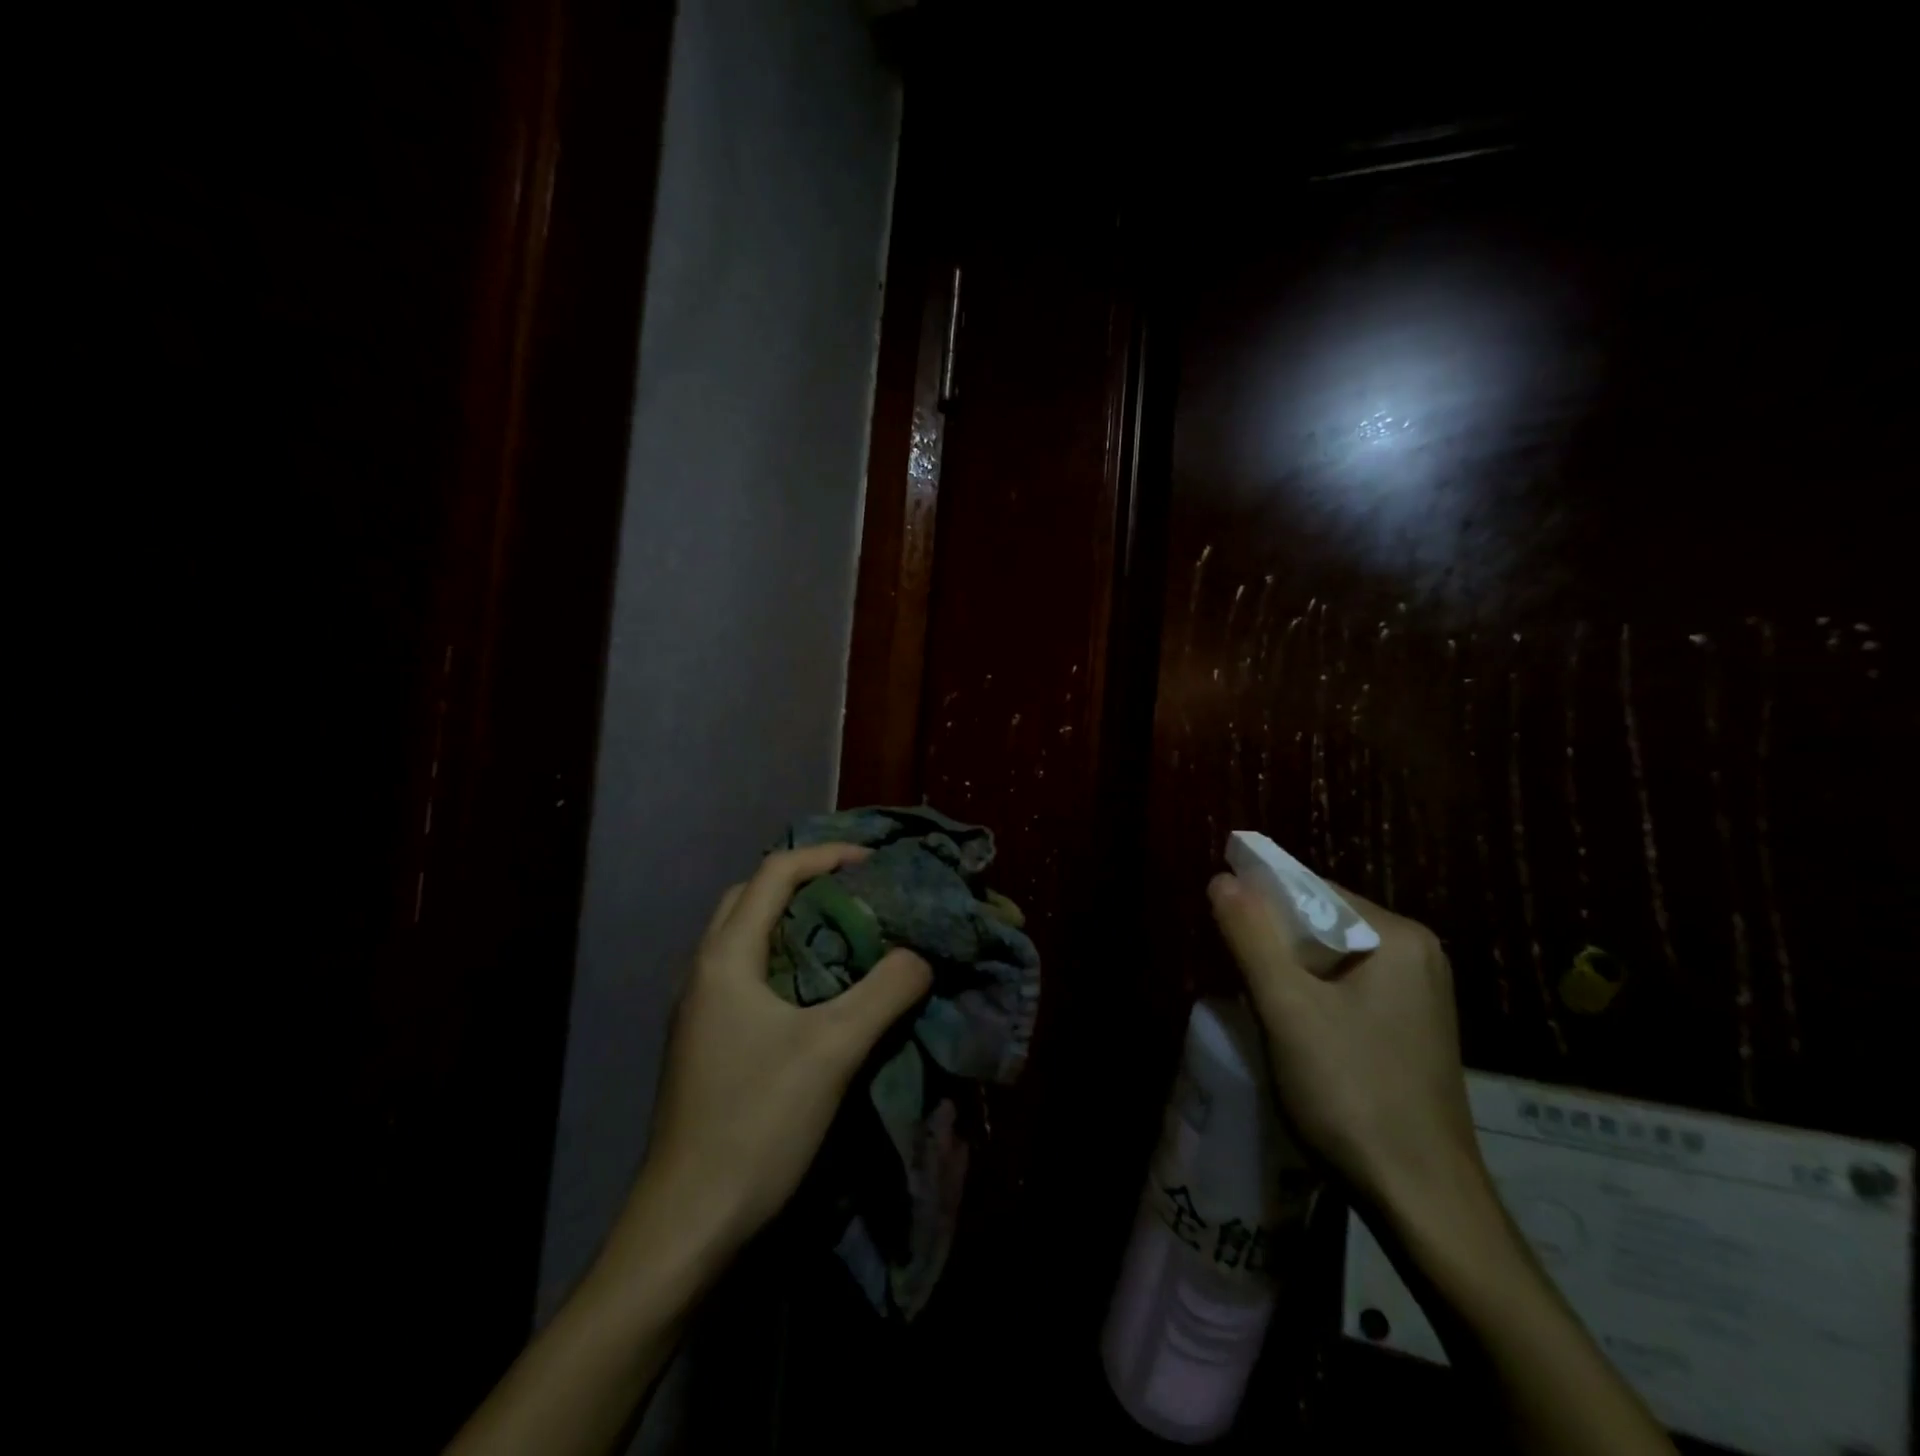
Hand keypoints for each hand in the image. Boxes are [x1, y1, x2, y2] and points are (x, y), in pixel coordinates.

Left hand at [635, 844, 932, 1255]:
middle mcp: (703, 971)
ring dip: (792, 923)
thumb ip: (885, 991)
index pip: (774, 873)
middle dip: (804, 883)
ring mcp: (698, 1009)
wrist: (688, 1224)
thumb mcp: (834, 1050)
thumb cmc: (756, 1123)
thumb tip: (919, 956)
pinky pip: (746, 974)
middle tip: (857, 895)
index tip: (874, 862)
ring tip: (845, 935)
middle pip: (751, 897)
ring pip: (746, 938)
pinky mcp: (705, 1042)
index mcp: (726, 958)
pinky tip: (817, 992)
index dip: (826, 856)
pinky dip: (783, 960)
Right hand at [1207, 873, 1482, 1213]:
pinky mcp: (1413, 1031)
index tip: (1221, 929)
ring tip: (1256, 999)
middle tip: (1234, 971)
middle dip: (1275, 941)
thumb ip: (1251, 936)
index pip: (1314, 890)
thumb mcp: (1286, 1008)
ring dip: (1290, 971)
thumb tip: (1222, 878)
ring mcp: (1421, 996)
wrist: (1423, 1203)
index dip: (1260, 902)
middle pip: (1325, 923)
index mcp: (1399, 937)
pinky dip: (1314, 996)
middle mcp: (1418, 956)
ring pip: (1334, 960)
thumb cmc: (1352, 1094)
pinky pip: (1350, 990)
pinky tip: (1292, 1027)